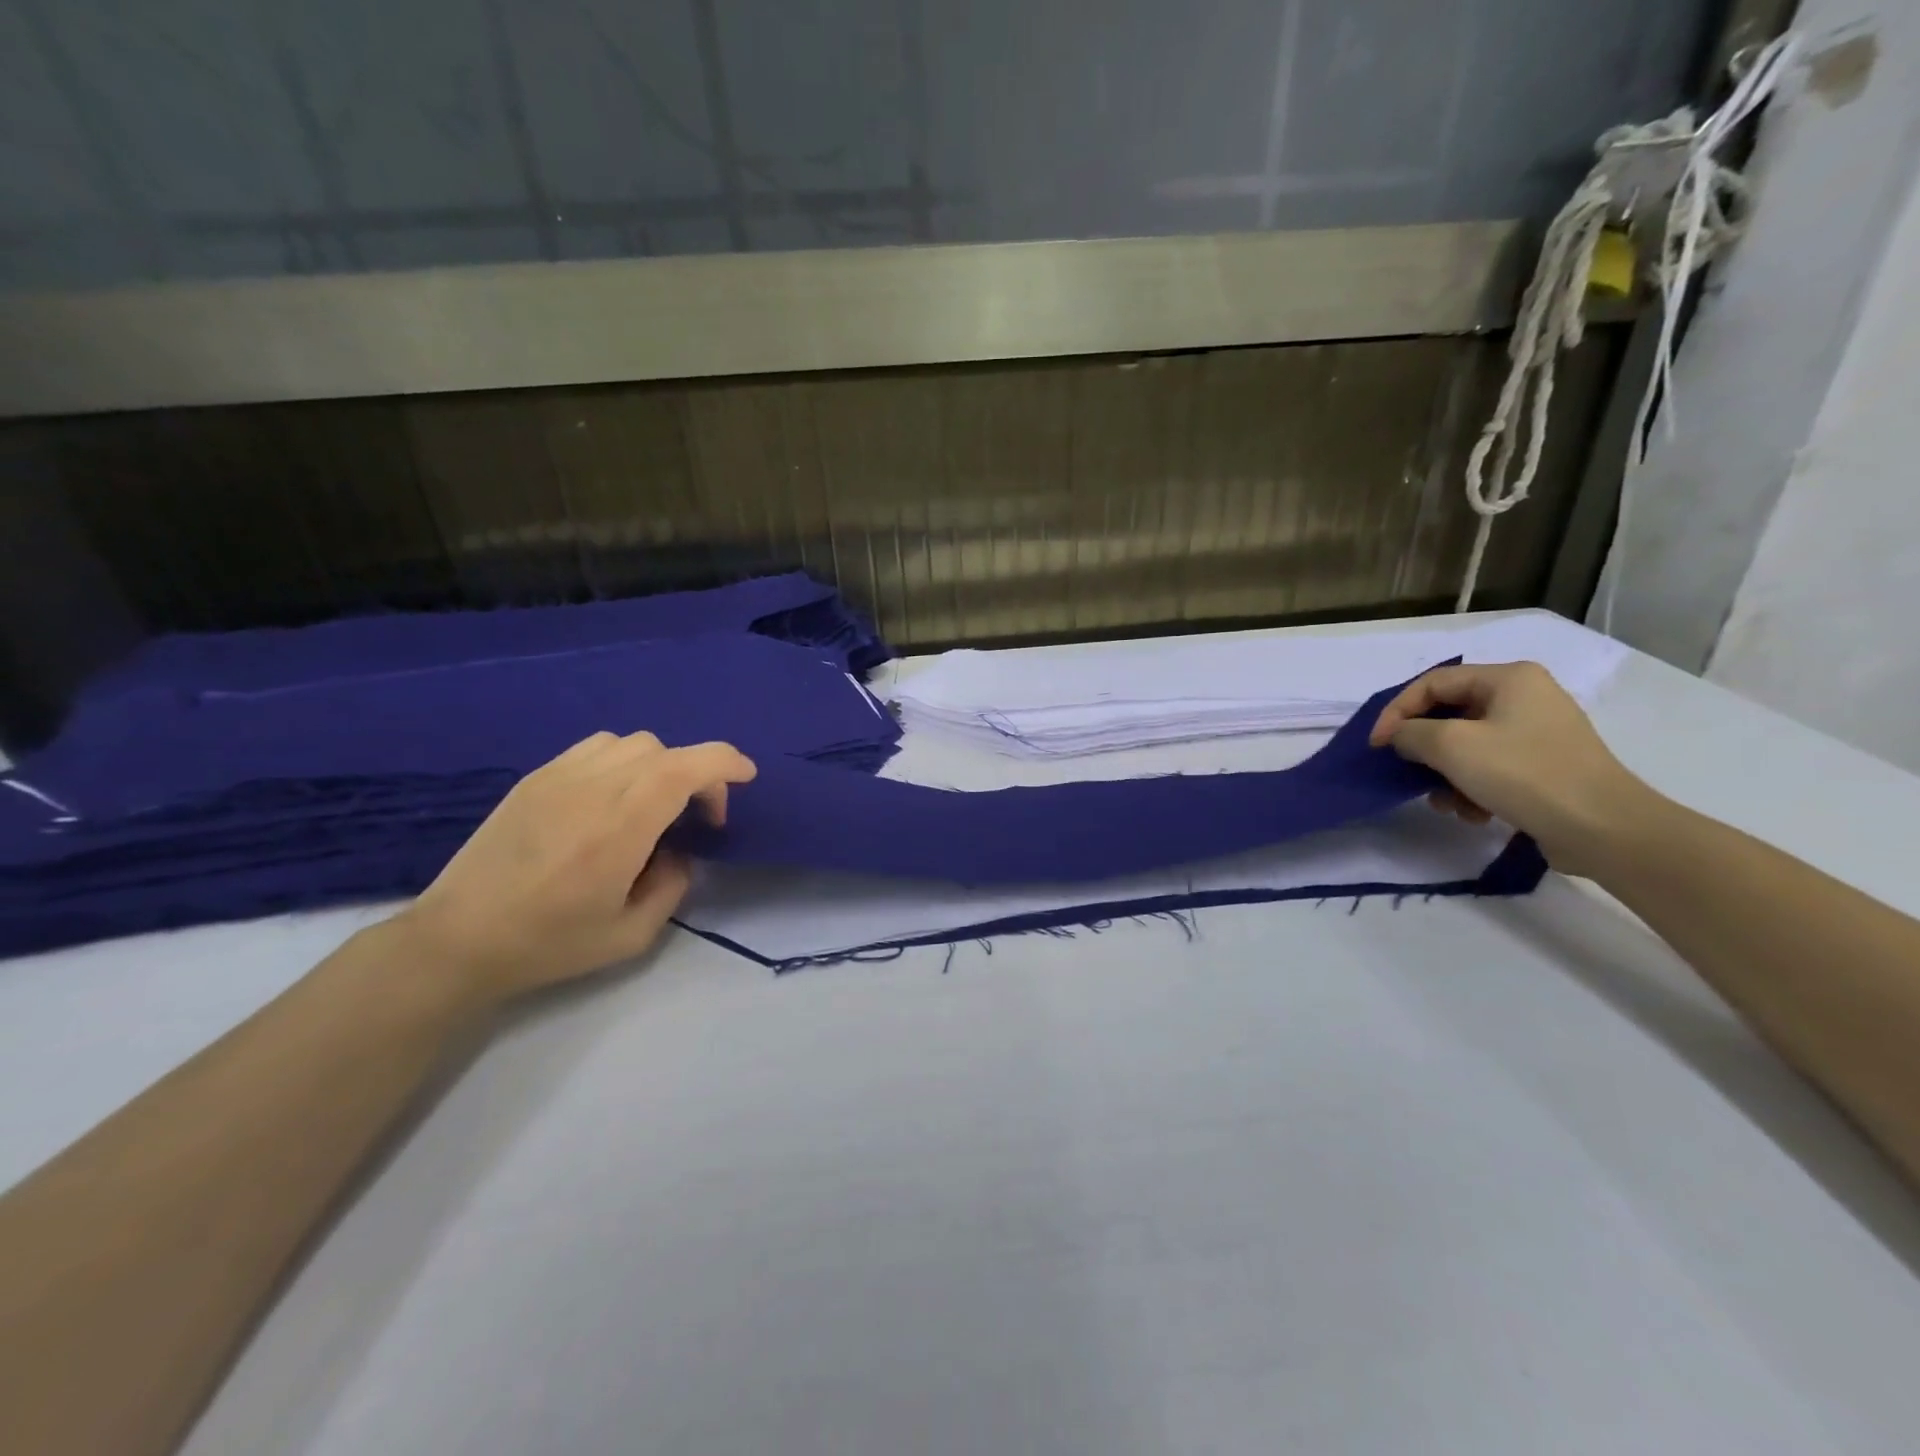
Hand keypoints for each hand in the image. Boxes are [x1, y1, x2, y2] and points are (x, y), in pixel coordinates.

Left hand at [394, 732, 756, 1002]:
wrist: (457, 939)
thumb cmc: (549, 943)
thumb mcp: (632, 934)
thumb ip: (673, 886)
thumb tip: (679, 852)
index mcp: (621, 827)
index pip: (687, 767)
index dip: (727, 763)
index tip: (745, 779)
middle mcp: (594, 788)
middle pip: (666, 751)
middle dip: (698, 775)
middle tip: (696, 818)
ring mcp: (559, 776)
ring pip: (632, 742)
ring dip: (660, 765)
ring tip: (653, 804)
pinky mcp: (535, 777)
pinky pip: (596, 747)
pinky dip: (623, 761)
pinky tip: (613, 797)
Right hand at [1369, 661, 1656, 875]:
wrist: (1603, 828)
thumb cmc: (1524, 774)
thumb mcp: (1451, 746)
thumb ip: (1411, 733)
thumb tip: (1401, 737)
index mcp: (1508, 678)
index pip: (1432, 683)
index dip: (1397, 711)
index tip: (1376, 746)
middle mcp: (1525, 696)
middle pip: (1449, 714)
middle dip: (1423, 748)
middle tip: (1405, 772)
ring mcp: (1537, 732)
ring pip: (1466, 745)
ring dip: (1445, 775)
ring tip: (1444, 802)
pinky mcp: (1544, 765)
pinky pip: (1489, 766)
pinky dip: (1471, 787)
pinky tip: (1472, 813)